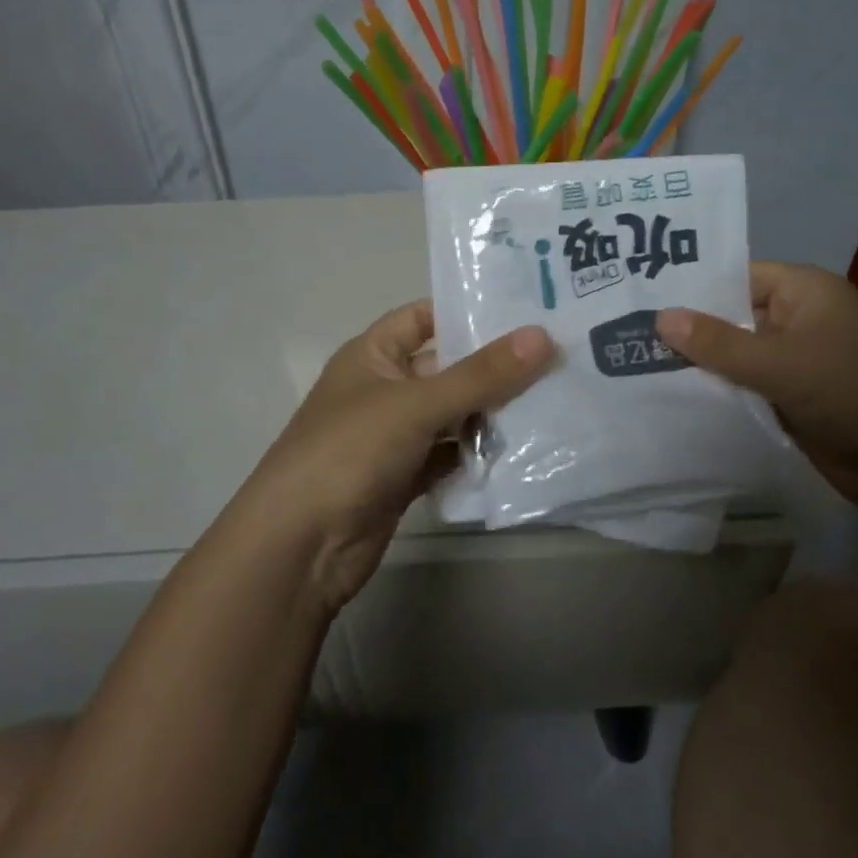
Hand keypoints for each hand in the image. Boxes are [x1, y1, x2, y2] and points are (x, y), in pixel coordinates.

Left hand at [227, 300, 554, 609]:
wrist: (300, 547)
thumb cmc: (348, 453)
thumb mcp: (416, 404)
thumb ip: (480, 374)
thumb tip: (543, 336)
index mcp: (372, 355)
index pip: (423, 317)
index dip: (466, 310)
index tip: (525, 310)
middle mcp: (383, 389)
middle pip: (446, 368)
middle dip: (494, 366)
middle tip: (557, 356)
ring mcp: (394, 436)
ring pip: (452, 414)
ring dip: (492, 413)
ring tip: (554, 400)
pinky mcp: (405, 476)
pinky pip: (450, 454)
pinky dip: (477, 454)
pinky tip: (521, 450)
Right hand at [657, 263, 857, 535]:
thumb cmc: (853, 393)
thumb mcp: (781, 364)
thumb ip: (718, 343)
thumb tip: (659, 317)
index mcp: (803, 291)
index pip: (733, 277)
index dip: (689, 288)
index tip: (637, 298)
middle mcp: (796, 319)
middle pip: (729, 316)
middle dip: (685, 329)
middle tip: (623, 334)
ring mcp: (793, 360)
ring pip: (733, 355)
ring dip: (697, 364)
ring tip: (632, 364)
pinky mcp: (790, 397)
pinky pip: (744, 386)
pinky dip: (716, 391)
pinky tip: (669, 396)